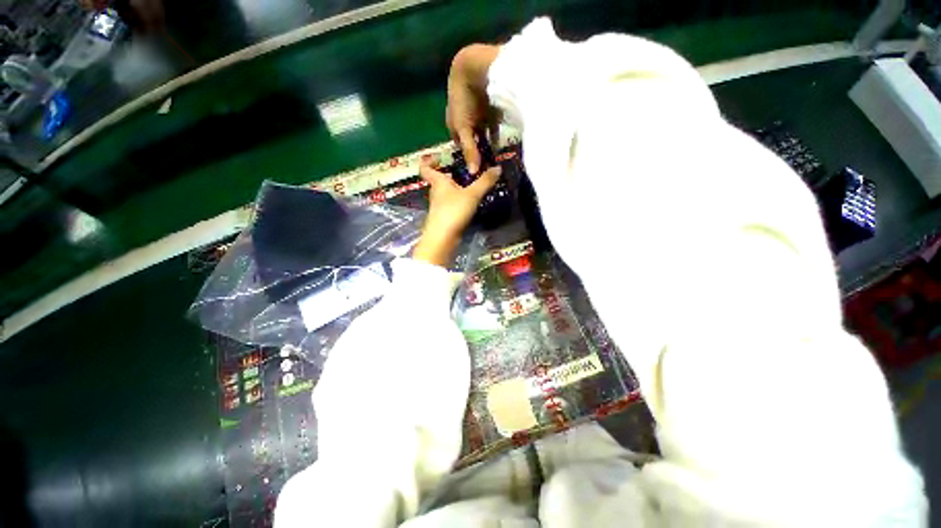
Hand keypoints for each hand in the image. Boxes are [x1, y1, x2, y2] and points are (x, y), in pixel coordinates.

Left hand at [413, 163, 501, 265]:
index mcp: (438, 182)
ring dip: (456, 188)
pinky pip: (452, 203)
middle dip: (450, 173)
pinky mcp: (445, 217)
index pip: (425, 167)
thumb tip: (498, 167)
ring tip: (472, 184)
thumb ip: (485, 181)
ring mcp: (440, 206)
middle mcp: (436, 192)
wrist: (443, 238)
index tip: (439, 157)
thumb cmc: (453, 211)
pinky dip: (459, 200)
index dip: (429, 160)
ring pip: (446, 192)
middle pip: (439, 179)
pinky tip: (471, 202)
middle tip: (465, 170)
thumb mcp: (472, 194)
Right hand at [446, 44, 500, 174]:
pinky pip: (492, 128)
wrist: (476, 69)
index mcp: (453, 124)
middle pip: (471, 141)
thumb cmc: (464, 101)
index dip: (466, 156)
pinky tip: (499, 146)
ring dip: (486, 145)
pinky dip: (495, 137)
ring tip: (492, 160)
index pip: (459, 145)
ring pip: (482, 135)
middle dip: (477, 152)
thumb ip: (470, 150)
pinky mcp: (490, 111)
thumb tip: (472, 173)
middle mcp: (464, 121)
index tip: (475, 170)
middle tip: (485, 167)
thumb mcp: (465, 129)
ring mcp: (477, 115)